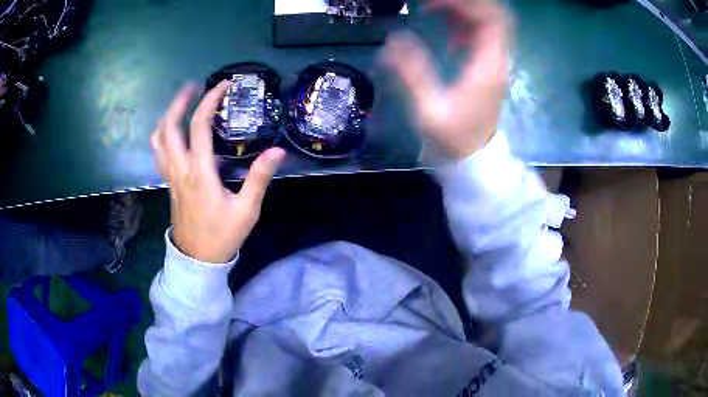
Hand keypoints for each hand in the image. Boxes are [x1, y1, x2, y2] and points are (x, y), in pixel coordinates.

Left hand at [151, 82, 285, 262]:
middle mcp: (180, 169)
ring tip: (180, 105)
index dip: (210, 101)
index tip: (223, 85)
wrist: (198, 260)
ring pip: (158, 140)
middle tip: (194, 86)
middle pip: (169, 127)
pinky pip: (159, 153)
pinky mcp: (169, 183)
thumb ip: (259, 178)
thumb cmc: (222, 235)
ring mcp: (171, 176)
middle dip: (179, 102)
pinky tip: (173, 133)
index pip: (199, 127)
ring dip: (167, 117)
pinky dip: (162, 136)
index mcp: (199, 172)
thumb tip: (277, 151)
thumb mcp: (246, 210)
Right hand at [383, 0, 509, 158]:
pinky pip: (485, 35)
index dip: (462, 4)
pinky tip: (450, 35)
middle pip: (494, 14)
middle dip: (464, 5)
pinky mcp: (490, 66)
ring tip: (436, 14)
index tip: (430, 5)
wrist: (474, 159)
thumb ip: (411, 72)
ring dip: (464, 12)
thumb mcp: (428, 109)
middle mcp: (498, 59)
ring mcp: (496, 62)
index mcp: (488, 66)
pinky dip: (468, 26)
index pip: (490, 18)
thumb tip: (394, 39)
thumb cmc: (453, 138)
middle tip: (434, 7)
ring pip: (489, 22)